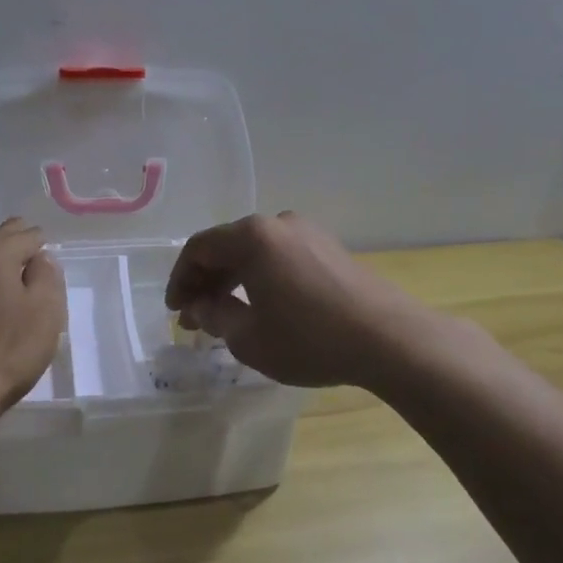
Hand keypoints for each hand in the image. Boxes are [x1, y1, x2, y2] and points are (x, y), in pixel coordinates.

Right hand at [164, 211, 429, 388]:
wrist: (388, 339)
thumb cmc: (308, 338)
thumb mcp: (248, 337)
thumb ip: (215, 316)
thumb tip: (200, 306)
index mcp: (252, 236)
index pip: (199, 248)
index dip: (180, 279)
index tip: (175, 310)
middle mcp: (278, 223)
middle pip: (228, 246)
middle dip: (206, 281)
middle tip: (194, 317)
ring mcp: (308, 233)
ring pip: (256, 252)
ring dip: (234, 281)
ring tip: (224, 316)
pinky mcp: (330, 249)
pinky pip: (281, 258)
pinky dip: (262, 278)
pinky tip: (261, 306)